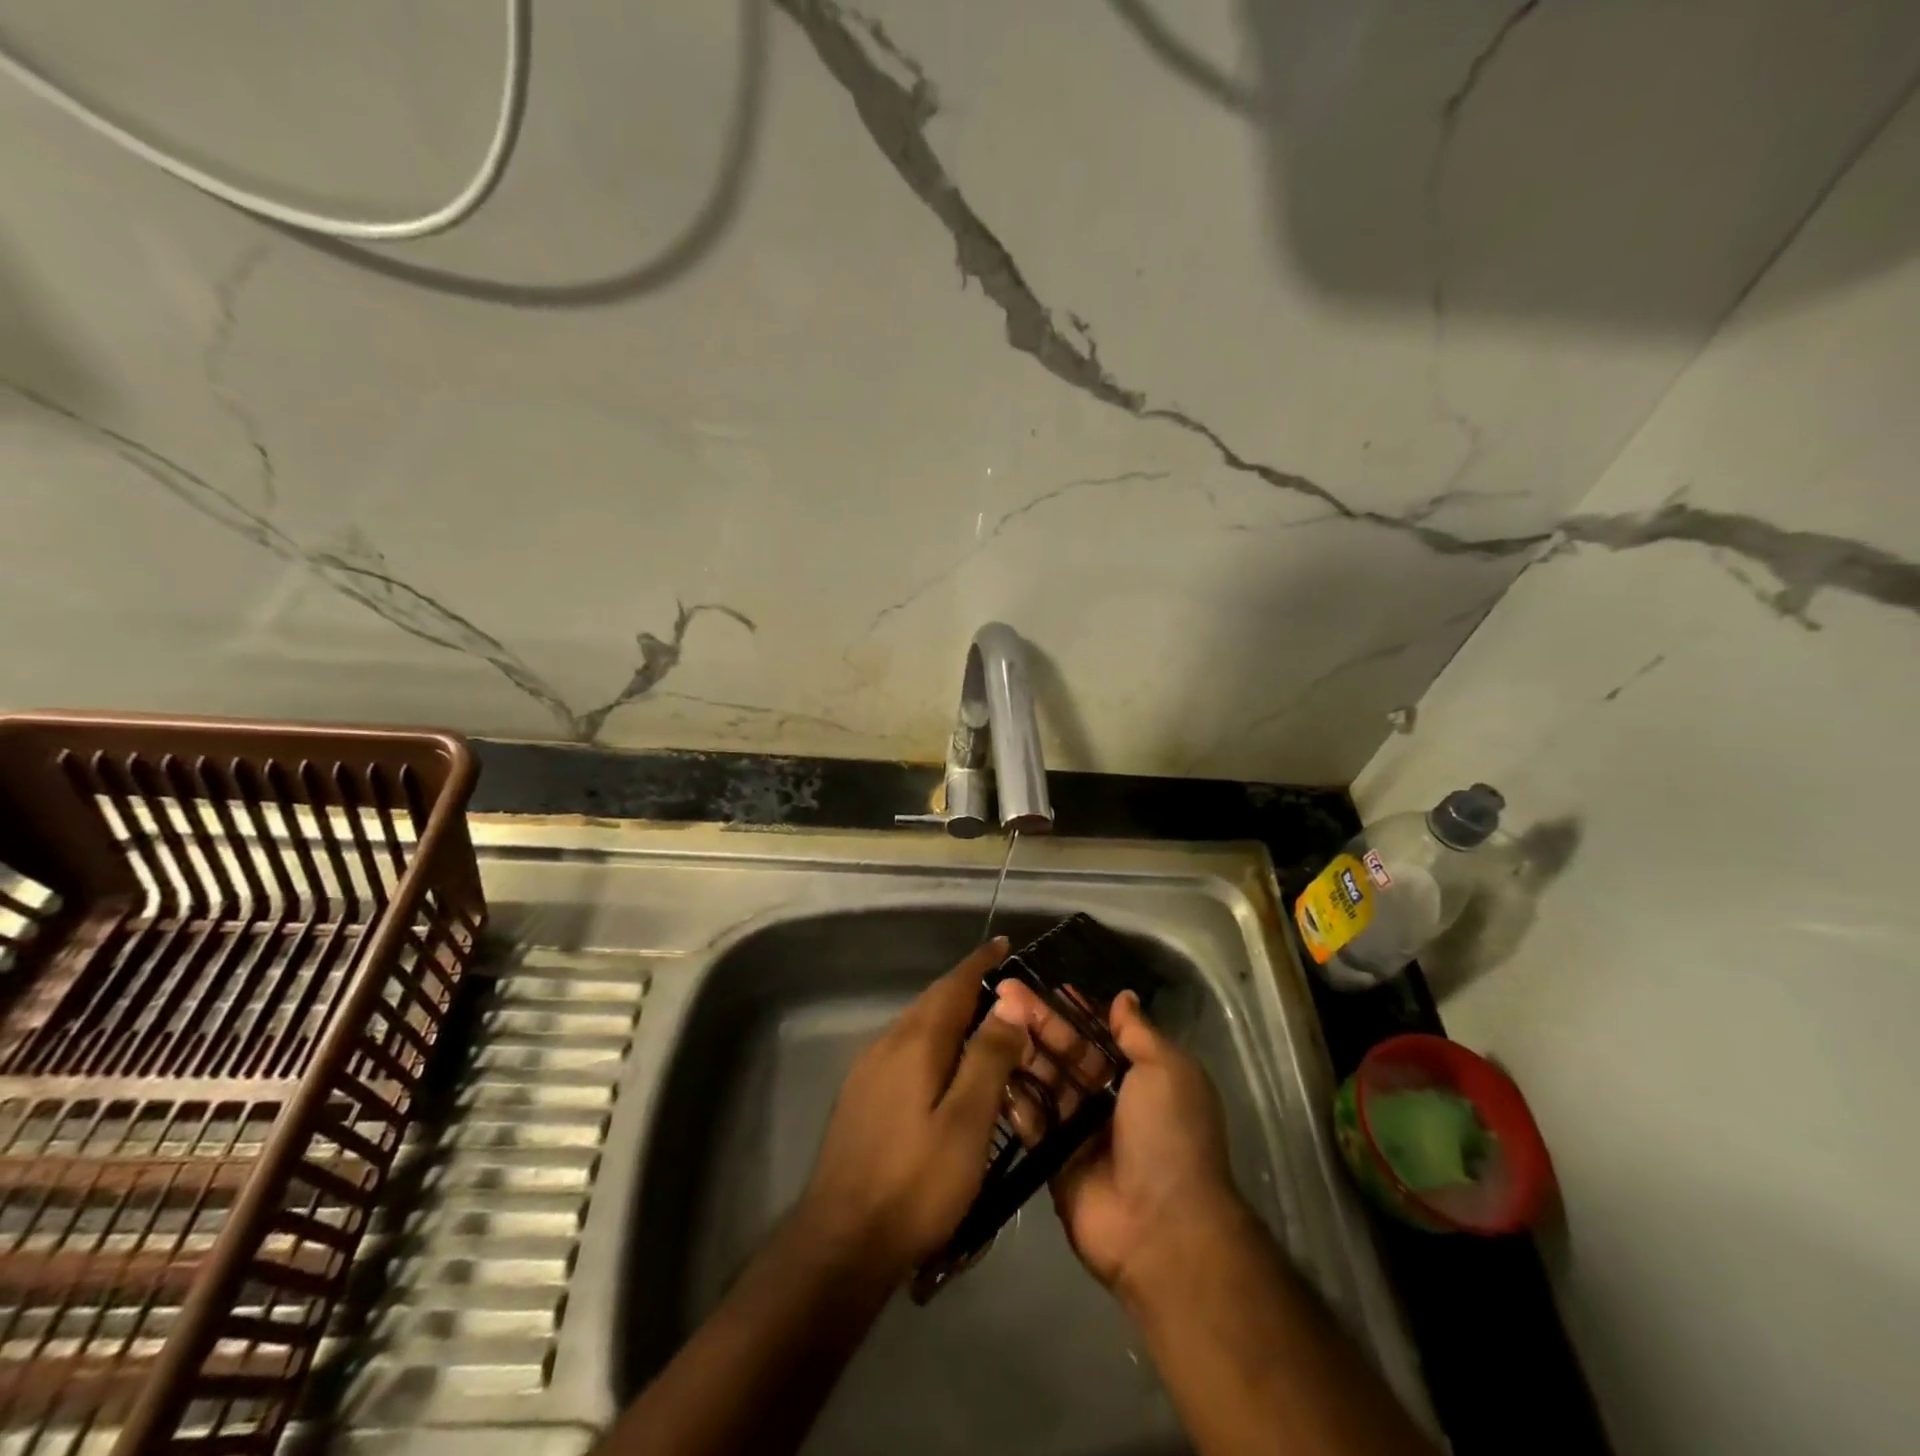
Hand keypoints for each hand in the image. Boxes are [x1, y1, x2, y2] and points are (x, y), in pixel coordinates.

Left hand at [797, 939, 1027, 1280]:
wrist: (841, 1242)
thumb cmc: (915, 1183)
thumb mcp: (966, 1123)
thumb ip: (988, 1058)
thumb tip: (1008, 1003)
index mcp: (916, 1041)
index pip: (953, 985)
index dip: (980, 963)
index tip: (1005, 943)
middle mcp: (888, 1043)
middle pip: (933, 1002)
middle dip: (968, 987)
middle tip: (1007, 989)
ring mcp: (869, 1070)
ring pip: (918, 1027)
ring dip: (951, 1017)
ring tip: (986, 1026)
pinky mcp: (862, 1096)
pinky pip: (906, 1050)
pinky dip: (935, 1044)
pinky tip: (948, 1070)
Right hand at [989, 983, 1246, 1300]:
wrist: (1163, 1229)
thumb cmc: (1170, 1136)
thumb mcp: (1167, 1070)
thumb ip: (1138, 1033)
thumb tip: (1123, 997)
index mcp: (1140, 1076)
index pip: (1098, 1033)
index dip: (1071, 1009)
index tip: (1040, 983)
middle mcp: (1108, 1099)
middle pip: (1066, 1052)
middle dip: (1038, 1022)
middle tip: (1003, 992)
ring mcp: (1078, 1130)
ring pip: (1044, 1081)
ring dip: (1020, 1051)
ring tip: (990, 1020)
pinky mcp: (1052, 1159)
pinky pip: (1029, 1120)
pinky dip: (1011, 1095)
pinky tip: (987, 1063)